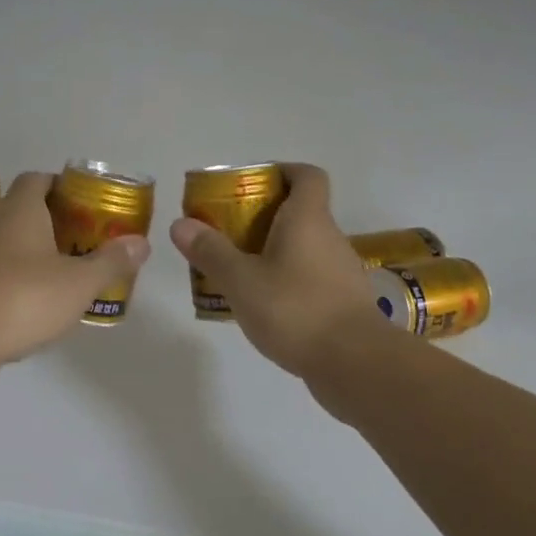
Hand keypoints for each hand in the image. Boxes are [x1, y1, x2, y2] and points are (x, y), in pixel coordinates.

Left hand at [0, 171, 151, 363]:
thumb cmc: (24, 297)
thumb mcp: (79, 282)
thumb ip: (111, 262)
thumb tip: (141, 243)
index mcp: (20, 211)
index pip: (38, 179)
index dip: (62, 185)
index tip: (87, 202)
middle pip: (26, 213)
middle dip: (57, 224)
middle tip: (88, 241)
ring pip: (11, 246)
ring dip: (37, 255)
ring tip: (69, 275)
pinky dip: (19, 284)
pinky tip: (39, 307)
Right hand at [168, 162, 374, 380]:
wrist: (355, 364)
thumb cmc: (295, 310)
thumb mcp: (242, 281)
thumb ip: (211, 251)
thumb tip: (180, 223)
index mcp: (308, 219)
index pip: (307, 176)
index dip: (283, 171)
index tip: (253, 183)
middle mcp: (329, 238)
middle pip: (300, 212)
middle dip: (264, 217)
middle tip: (228, 232)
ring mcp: (340, 272)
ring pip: (303, 248)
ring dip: (273, 252)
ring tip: (237, 271)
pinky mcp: (343, 303)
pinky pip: (310, 279)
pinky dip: (286, 282)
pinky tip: (262, 306)